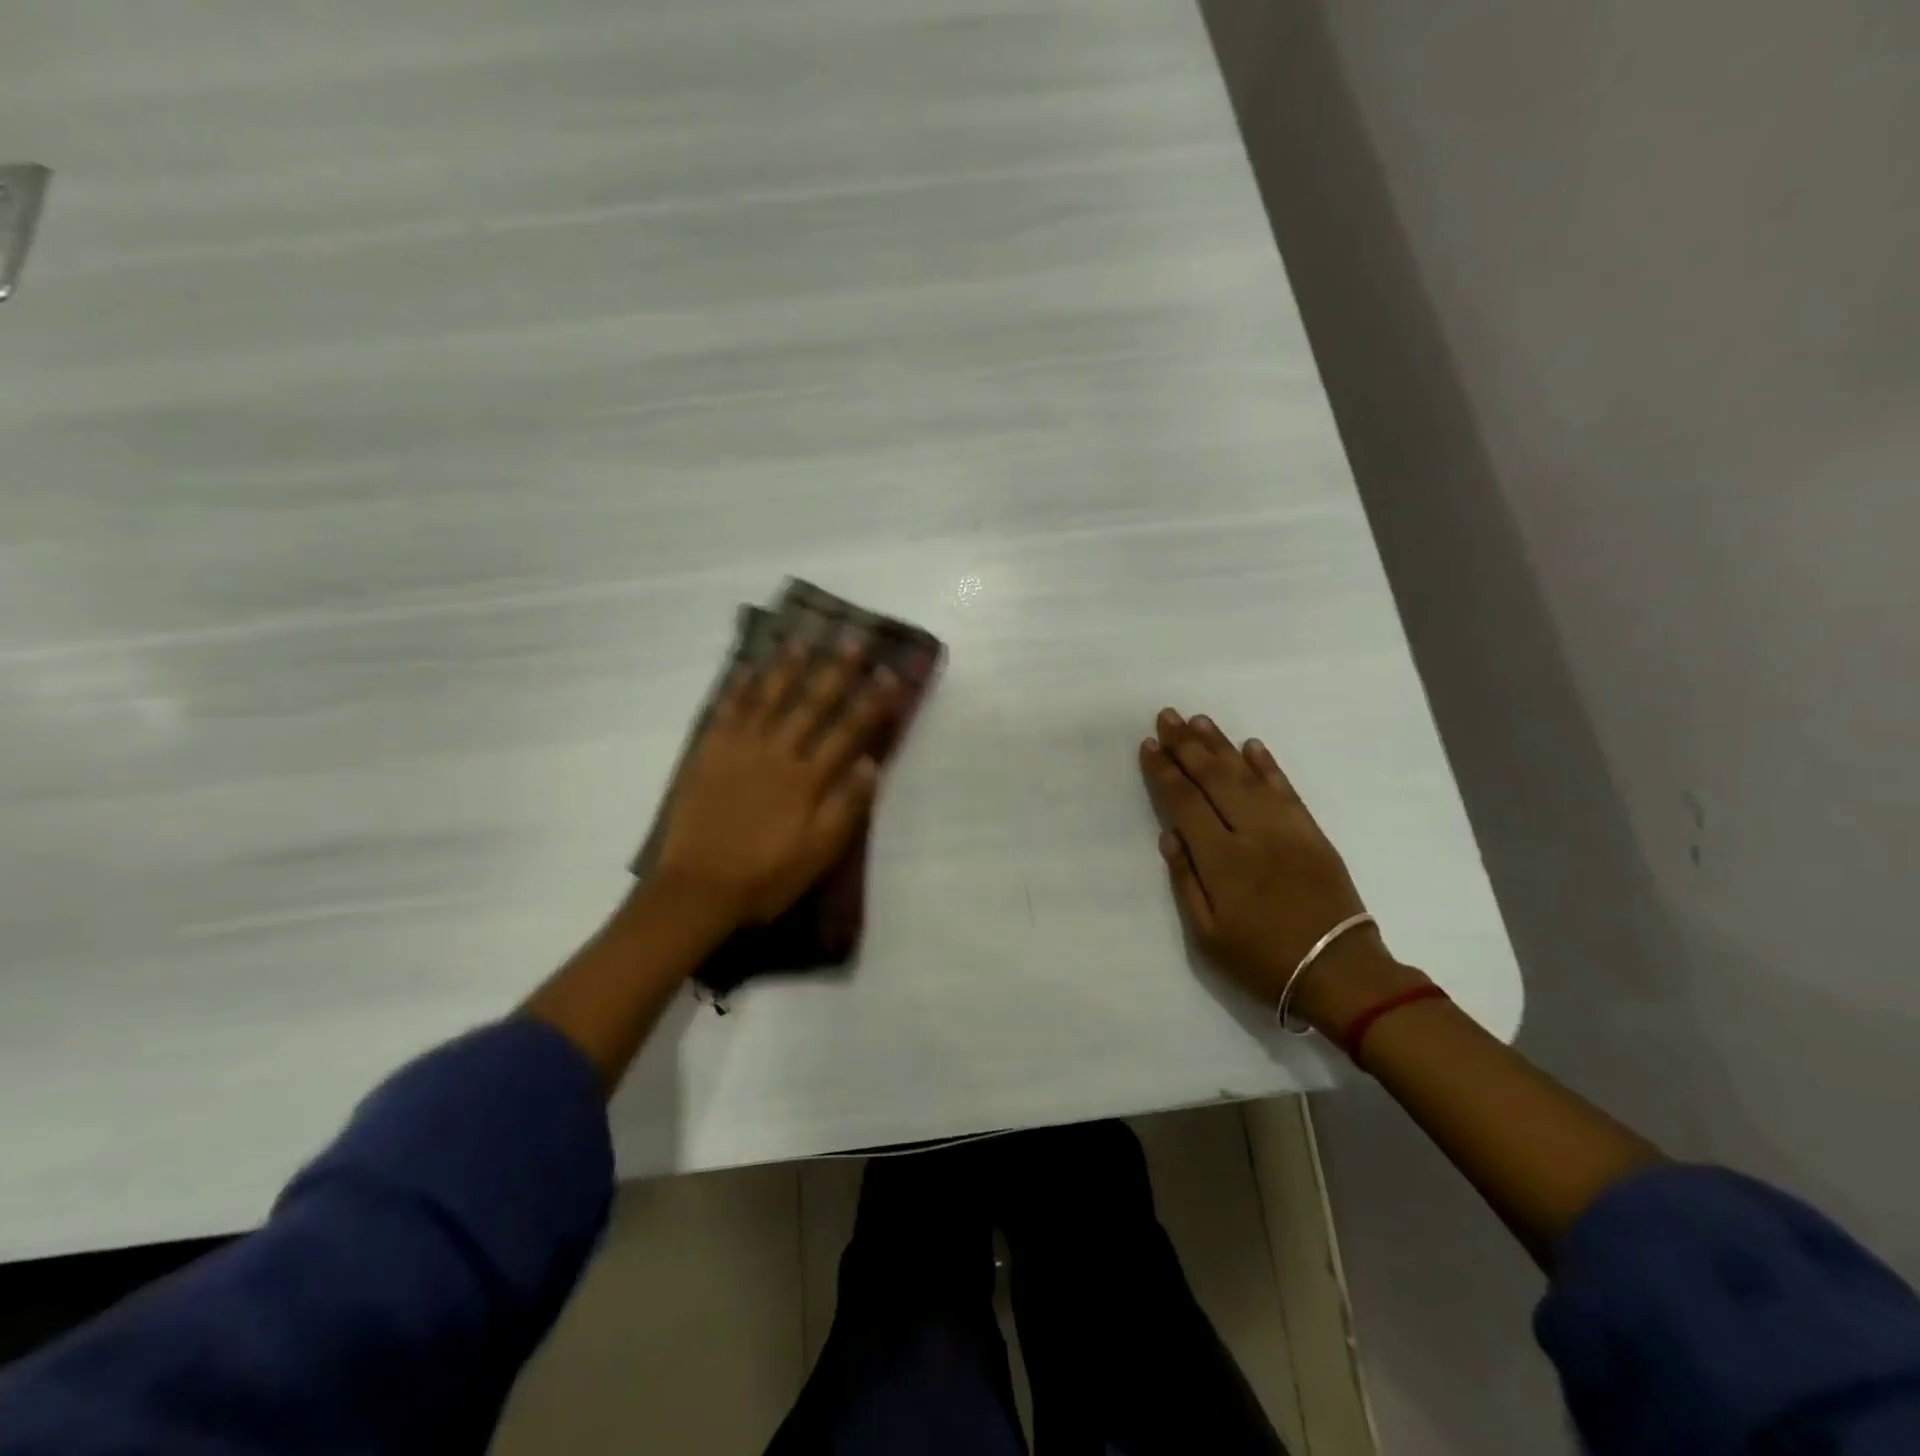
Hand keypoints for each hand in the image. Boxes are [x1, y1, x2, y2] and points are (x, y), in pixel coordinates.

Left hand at [653, 638, 898, 928]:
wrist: (697, 889)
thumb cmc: (765, 877)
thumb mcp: (818, 853)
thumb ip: (846, 807)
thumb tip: (872, 763)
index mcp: (808, 780)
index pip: (847, 732)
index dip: (871, 702)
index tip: (889, 674)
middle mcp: (778, 754)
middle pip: (811, 705)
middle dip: (835, 672)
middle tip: (853, 640)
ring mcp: (740, 750)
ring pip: (768, 699)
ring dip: (787, 668)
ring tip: (802, 641)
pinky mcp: (708, 755)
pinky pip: (725, 712)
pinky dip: (736, 688)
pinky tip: (745, 669)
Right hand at [1139, 708, 1424, 1029]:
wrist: (1339, 972)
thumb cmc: (1262, 959)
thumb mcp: (1207, 934)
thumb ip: (1185, 880)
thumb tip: (1169, 835)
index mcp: (1221, 859)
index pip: (1185, 802)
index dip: (1164, 771)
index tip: (1149, 745)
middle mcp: (1252, 832)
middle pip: (1214, 778)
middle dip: (1187, 745)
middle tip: (1168, 716)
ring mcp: (1286, 828)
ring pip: (1247, 775)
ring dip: (1220, 745)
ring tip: (1199, 721)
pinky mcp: (1311, 832)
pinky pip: (1286, 788)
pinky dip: (1267, 765)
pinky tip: (1251, 745)